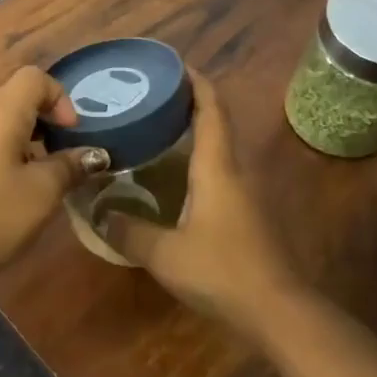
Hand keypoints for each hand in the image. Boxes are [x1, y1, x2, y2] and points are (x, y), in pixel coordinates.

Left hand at [0, 66, 108, 286]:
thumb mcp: (43, 192)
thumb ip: (70, 165)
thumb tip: (94, 154)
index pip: (33, 78)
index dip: (60, 97)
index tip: (70, 134)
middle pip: (13, 95)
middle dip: (43, 117)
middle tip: (59, 152)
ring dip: (22, 134)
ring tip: (36, 172)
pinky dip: (1, 149)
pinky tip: (6, 187)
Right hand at [105, 73, 301, 327]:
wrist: (278, 311)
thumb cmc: (222, 270)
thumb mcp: (165, 254)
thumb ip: (129, 231)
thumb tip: (98, 212)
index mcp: (217, 167)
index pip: (211, 109)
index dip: (196, 82)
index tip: (174, 65)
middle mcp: (234, 171)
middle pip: (216, 123)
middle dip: (189, 104)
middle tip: (151, 99)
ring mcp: (245, 194)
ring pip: (218, 150)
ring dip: (193, 134)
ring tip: (156, 132)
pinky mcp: (247, 215)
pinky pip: (219, 173)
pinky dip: (197, 162)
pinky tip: (174, 179)